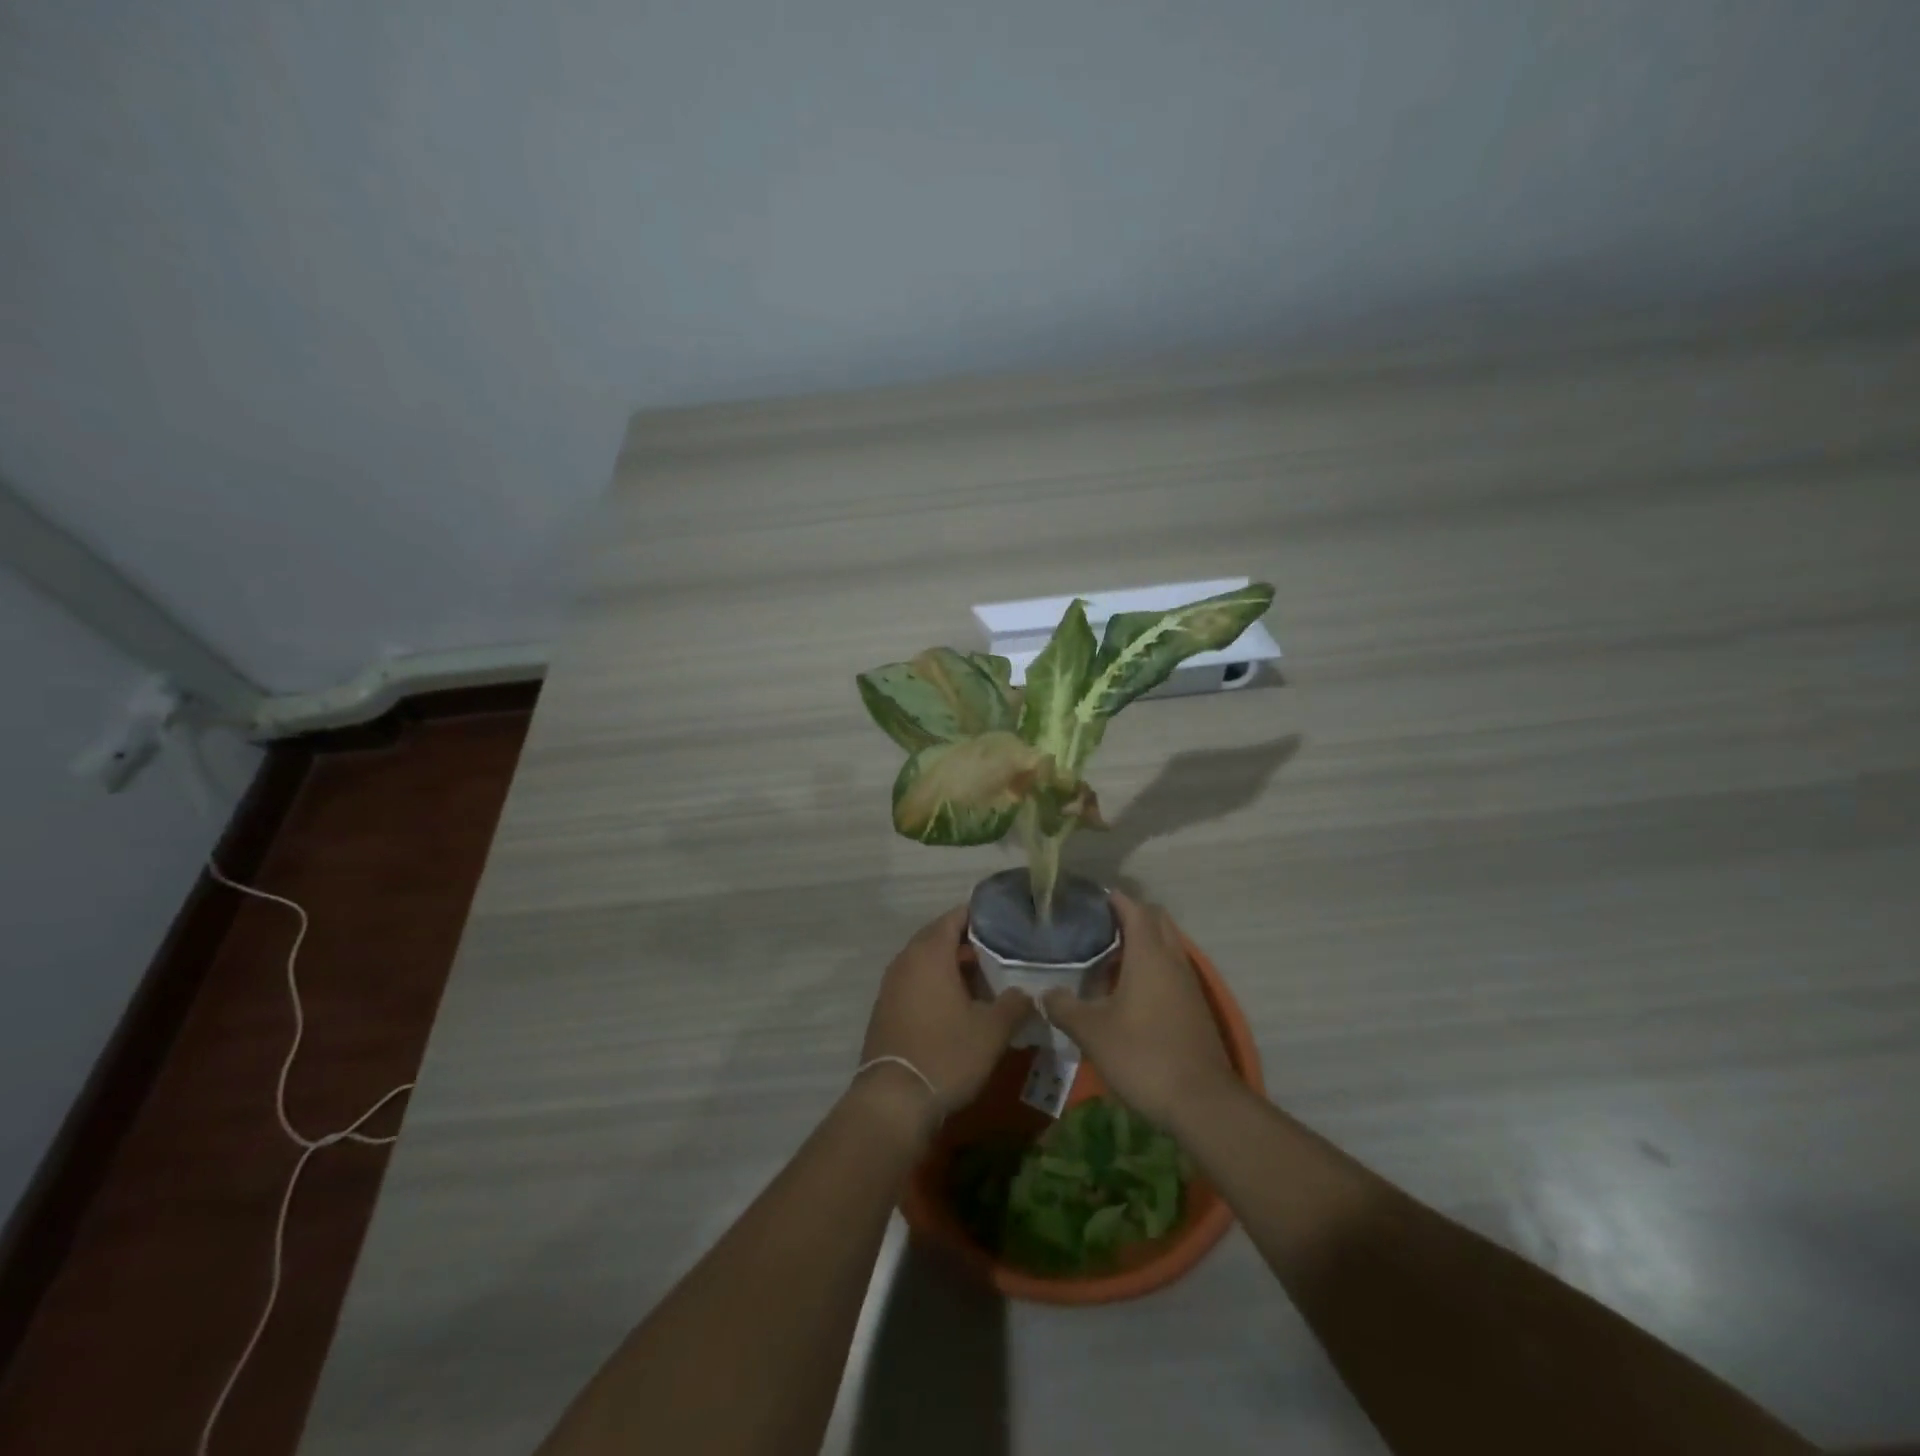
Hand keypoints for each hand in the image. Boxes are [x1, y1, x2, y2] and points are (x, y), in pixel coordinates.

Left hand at [860, 907, 1029, 1119]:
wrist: (894, 1100)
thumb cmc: (947, 1054)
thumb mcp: (992, 1030)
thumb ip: (1015, 1004)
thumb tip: (1029, 993)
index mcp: (930, 953)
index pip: (953, 917)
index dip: (978, 916)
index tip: (1004, 921)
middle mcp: (906, 961)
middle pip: (937, 937)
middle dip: (966, 941)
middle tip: (999, 950)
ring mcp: (891, 985)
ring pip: (925, 961)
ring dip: (950, 964)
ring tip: (982, 977)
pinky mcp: (886, 1009)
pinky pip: (915, 982)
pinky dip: (935, 983)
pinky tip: (957, 1004)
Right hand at [1041, 893, 1235, 1129]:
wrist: (1202, 1103)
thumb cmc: (1143, 1056)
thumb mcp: (1092, 1033)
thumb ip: (1064, 1008)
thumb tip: (1045, 994)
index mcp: (1149, 955)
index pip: (1134, 909)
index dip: (1114, 899)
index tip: (1090, 898)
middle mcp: (1173, 960)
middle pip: (1157, 921)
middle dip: (1130, 917)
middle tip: (1097, 928)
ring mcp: (1188, 984)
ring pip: (1166, 946)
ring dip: (1141, 945)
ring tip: (1106, 960)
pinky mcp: (1195, 1008)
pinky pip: (1171, 971)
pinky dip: (1151, 968)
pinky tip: (1127, 994)